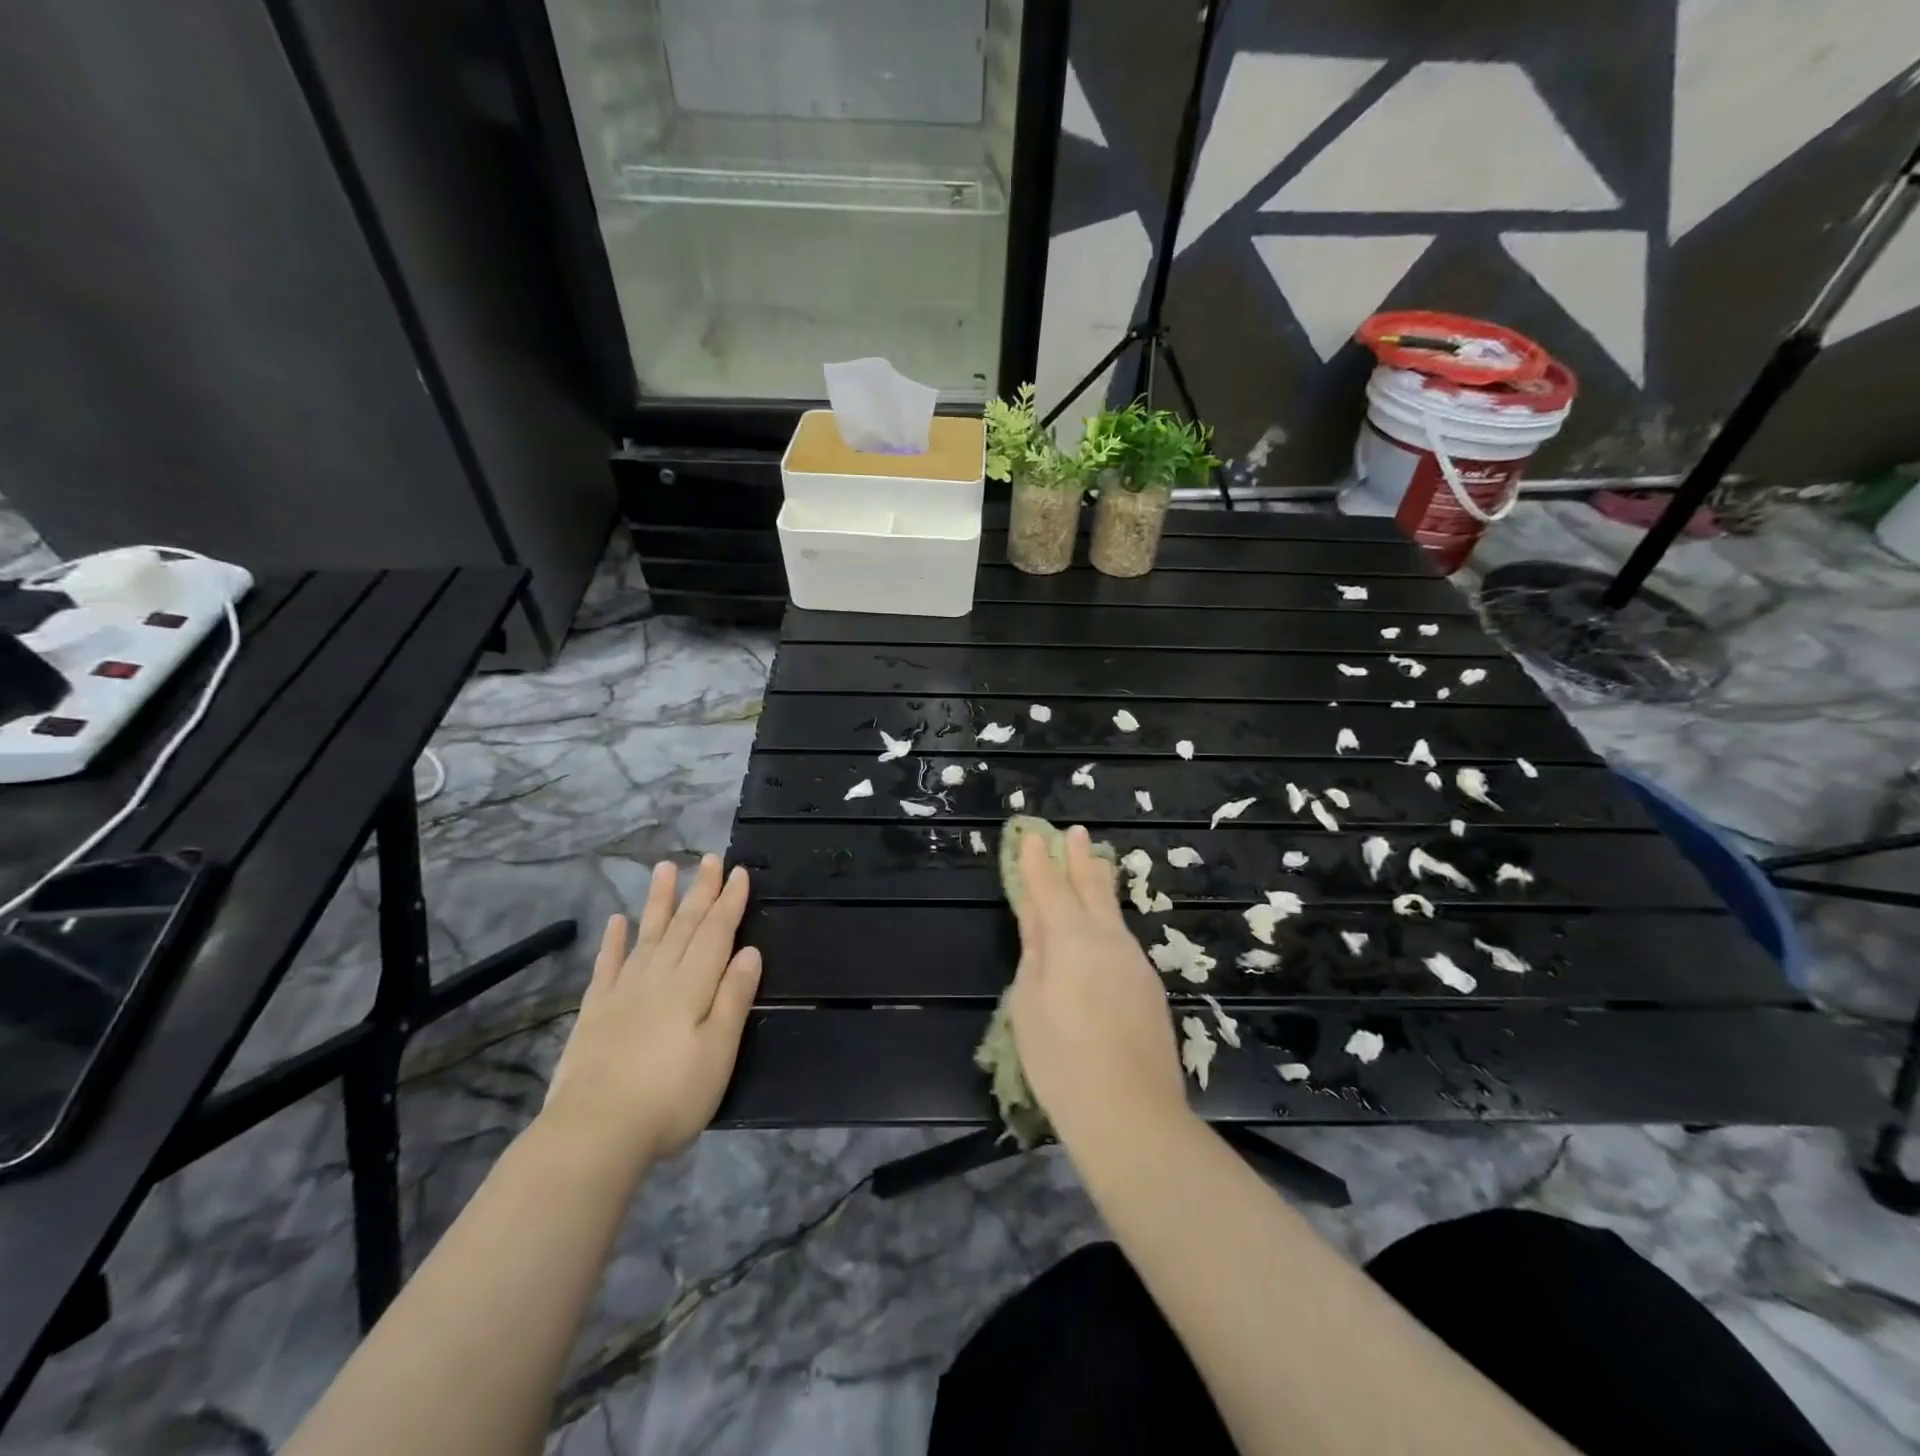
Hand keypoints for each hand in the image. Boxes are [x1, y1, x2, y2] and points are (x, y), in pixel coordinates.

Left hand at [542, 855, 761, 1167]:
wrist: (594, 1133)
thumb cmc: (671, 1096)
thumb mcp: (718, 1052)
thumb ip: (733, 998)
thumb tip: (750, 952)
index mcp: (692, 985)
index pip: (716, 933)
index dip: (729, 902)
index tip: (739, 872)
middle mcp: (658, 977)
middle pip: (684, 925)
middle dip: (700, 891)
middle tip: (710, 858)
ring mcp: (623, 991)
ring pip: (647, 934)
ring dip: (659, 901)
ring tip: (665, 868)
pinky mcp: (595, 1011)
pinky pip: (608, 965)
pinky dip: (614, 941)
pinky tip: (617, 921)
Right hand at [1007, 826, 1187, 1146]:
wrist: (1130, 1112)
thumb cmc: (1061, 1059)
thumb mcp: (1029, 1003)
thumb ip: (1035, 954)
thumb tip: (1040, 922)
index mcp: (1071, 939)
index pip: (1049, 888)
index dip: (1038, 861)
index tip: (1032, 835)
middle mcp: (1107, 940)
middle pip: (1090, 889)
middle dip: (1080, 860)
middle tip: (1077, 833)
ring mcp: (1134, 962)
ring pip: (1112, 912)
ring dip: (1099, 885)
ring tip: (1095, 864)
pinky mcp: (1149, 986)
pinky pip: (1123, 940)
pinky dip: (1109, 921)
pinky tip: (1106, 926)